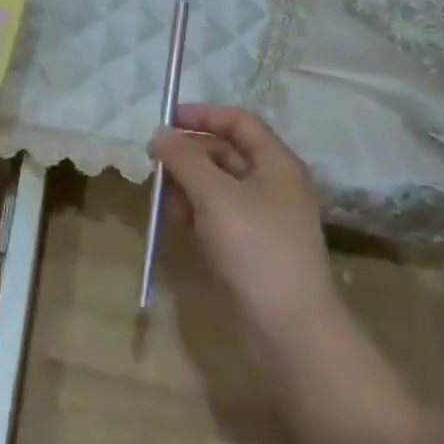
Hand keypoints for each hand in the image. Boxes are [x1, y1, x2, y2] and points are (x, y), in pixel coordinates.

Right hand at [149, 104, 341, 343]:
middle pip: (226, 152)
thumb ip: (185, 159)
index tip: (166, 120)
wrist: (289, 328)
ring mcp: (263, 217)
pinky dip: (196, 210)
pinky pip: (218, 214)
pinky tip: (176, 220)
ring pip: (218, 185)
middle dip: (189, 153)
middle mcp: (272, 184)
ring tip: (161, 195)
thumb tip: (160, 134)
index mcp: (276, 163)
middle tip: (154, 162)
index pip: (239, 122)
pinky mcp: (251, 246)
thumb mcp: (215, 196)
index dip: (203, 115)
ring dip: (188, 183)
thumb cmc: (255, 249)